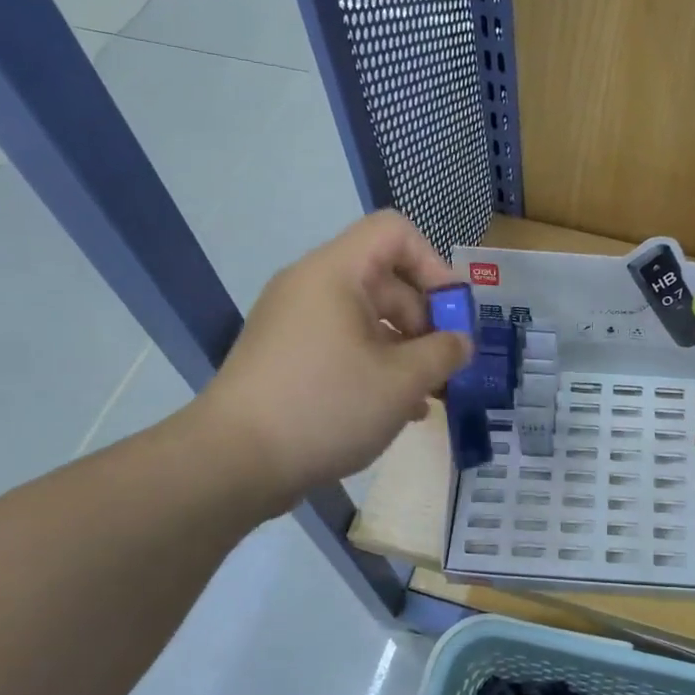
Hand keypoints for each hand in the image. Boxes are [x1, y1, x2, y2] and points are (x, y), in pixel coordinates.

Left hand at [191, 211, 471, 507]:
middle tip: (447, 366)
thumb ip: (444, 353)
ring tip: (429, 395)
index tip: (454, 314)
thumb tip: (461, 342)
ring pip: (367, 320)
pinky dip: (375, 367)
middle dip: (425, 321)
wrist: (233, 462)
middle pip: (385, 280)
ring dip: (406, 351)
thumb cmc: (326, 406)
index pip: (394, 232)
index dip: (434, 264)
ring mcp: (295, 324)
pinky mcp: (287, 359)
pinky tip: (398, 410)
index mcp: (335, 273)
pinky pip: (343, 346)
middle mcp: (311, 287)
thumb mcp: (402, 381)